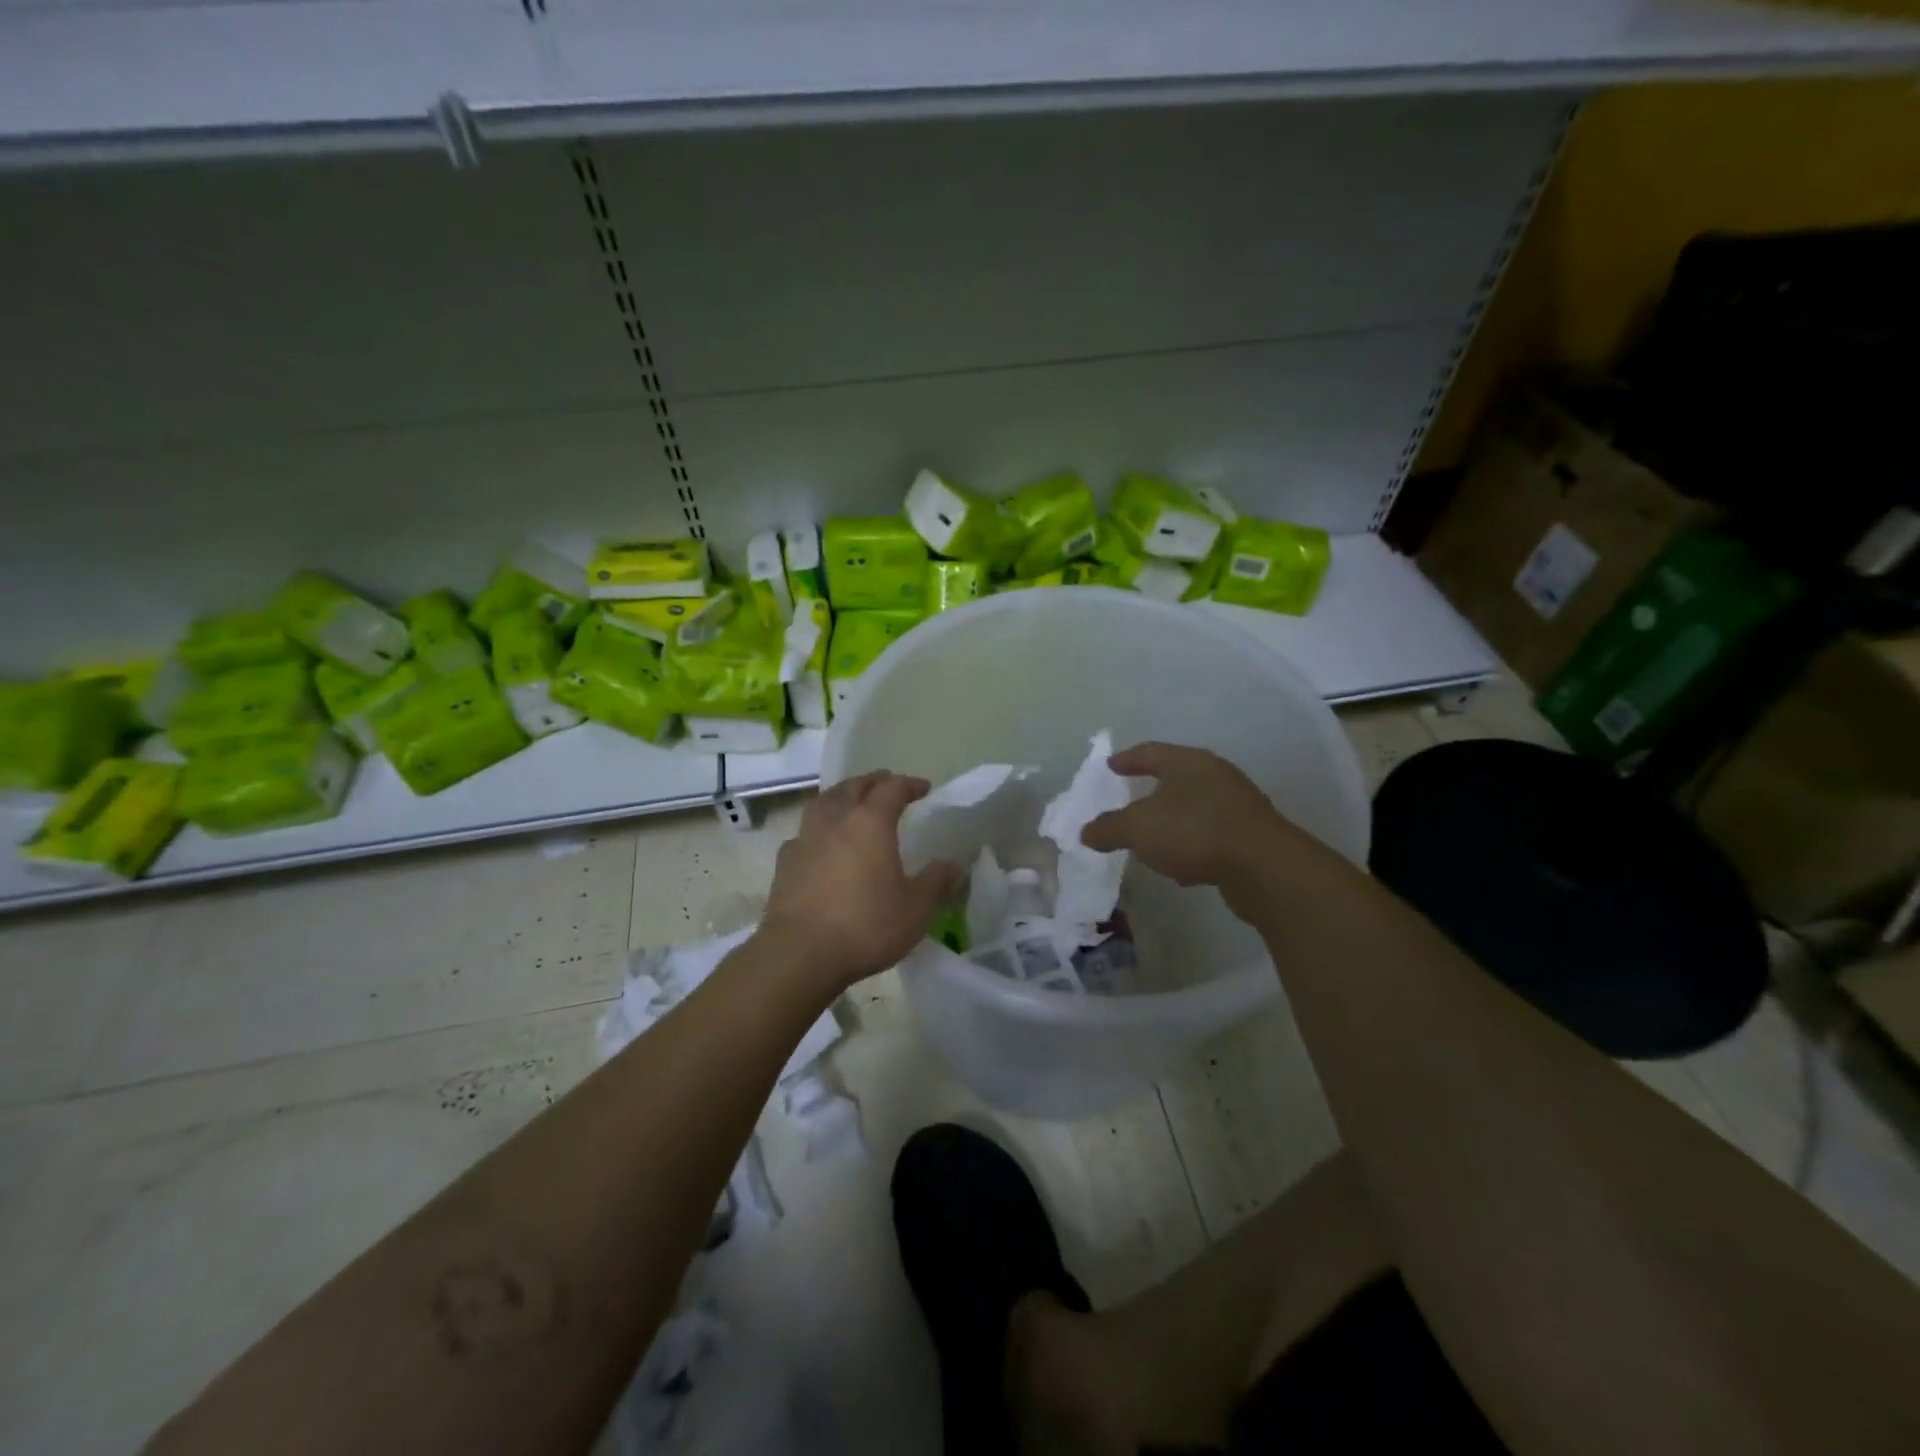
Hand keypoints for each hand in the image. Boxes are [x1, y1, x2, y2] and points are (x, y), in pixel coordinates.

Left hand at [757, 771, 962, 991]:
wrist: (800, 954)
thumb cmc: (866, 926)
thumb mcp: (915, 909)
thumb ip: (935, 882)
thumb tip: (953, 864)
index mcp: (870, 823)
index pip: (892, 789)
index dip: (909, 785)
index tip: (923, 788)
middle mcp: (835, 821)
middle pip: (853, 787)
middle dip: (873, 782)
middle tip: (886, 783)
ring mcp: (805, 839)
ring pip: (823, 802)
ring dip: (841, 796)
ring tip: (851, 803)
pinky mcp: (785, 863)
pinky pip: (804, 833)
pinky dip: (818, 829)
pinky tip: (821, 844)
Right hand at [1081, 742, 1297, 908]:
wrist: (1263, 867)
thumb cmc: (1193, 832)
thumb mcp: (1137, 829)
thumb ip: (1108, 828)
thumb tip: (1086, 832)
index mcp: (1187, 762)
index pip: (1149, 752)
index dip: (1127, 759)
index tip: (1110, 766)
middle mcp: (1214, 775)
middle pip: (1175, 777)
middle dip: (1151, 790)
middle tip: (1129, 799)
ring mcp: (1236, 804)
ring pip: (1193, 807)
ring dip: (1172, 821)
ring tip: (1151, 839)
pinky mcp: (1249, 835)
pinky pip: (1209, 833)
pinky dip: (1191, 843)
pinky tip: (1182, 866)